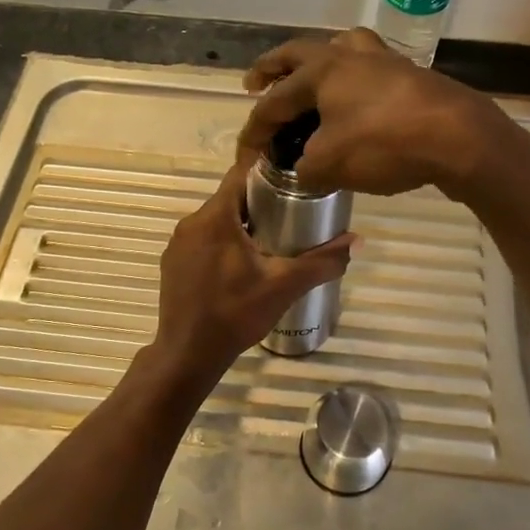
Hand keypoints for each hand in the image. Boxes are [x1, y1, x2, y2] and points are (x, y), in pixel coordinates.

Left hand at [145, 163, 355, 386]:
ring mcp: (178, 245)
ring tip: (272, 243)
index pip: (241, 174)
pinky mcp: (172, 264)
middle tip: (292, 218)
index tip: (294, 182)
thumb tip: (357, 241)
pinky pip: (203, 242)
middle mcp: (191, 223)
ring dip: (242, 226)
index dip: (269, 173)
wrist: (188, 355)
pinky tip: (242, 268)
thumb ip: (322, 261)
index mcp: (215, 217)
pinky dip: (223, 245)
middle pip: (230, 199)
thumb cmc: (235, 313)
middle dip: (261, 204)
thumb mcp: (284, 286)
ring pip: (217, 222)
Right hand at [237, 28, 522, 198]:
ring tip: (311, 78)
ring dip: (317, 61)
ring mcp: (382, 60)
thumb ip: (306, 168)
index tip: (245, 155)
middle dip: (272, 68)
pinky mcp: (409, 74)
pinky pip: (368, 68)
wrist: (460, 137)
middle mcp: (348, 55)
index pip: (273, 101)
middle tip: (256, 82)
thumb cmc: (385, 144)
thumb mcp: (331, 164)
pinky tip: (356, 99)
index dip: (254, 130)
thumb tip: (304, 170)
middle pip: (298, 53)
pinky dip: (352, 78)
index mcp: (320, 71)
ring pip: (340, 49)